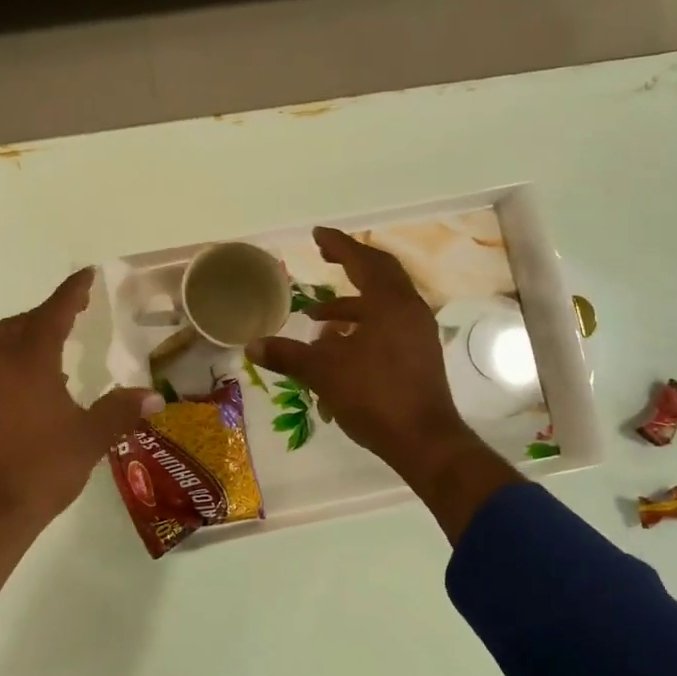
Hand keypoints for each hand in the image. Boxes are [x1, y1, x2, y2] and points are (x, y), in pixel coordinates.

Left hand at [0, 268, 161, 627]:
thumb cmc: (43, 468)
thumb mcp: (90, 438)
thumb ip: (120, 411)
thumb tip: (153, 396)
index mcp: (31, 362)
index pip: (53, 313)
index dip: (72, 292)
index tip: (87, 274)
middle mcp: (2, 365)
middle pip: (22, 323)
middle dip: (48, 311)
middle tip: (75, 311)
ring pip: (4, 343)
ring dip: (29, 333)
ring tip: (58, 342)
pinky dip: (18, 358)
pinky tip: (38, 382)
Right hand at [248, 227, 517, 540]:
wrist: (424, 441)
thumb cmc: (374, 397)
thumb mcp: (323, 373)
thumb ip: (288, 355)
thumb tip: (252, 345)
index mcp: (390, 304)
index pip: (362, 261)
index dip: (338, 245)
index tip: (318, 234)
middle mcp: (409, 310)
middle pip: (380, 273)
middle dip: (351, 262)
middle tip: (325, 256)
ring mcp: (417, 332)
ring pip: (384, 301)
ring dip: (351, 302)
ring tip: (316, 317)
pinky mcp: (418, 352)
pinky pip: (388, 322)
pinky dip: (363, 322)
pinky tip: (338, 345)